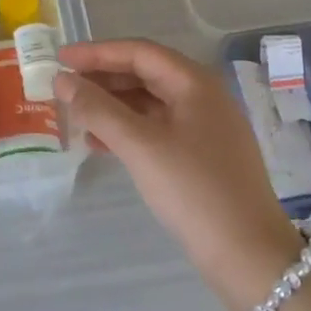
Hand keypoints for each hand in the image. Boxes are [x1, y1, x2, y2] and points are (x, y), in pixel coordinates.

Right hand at [57, 40, 302, 310]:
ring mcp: (205, 127)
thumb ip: (97, 109)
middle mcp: (203, 97)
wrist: (249, 257)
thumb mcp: (140, 146)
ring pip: (149, 103)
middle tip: (64, 86)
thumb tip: (62, 80)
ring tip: (75, 114)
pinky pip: (156, 128)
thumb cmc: (193, 190)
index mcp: (195, 83)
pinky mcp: (202, 156)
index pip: (139, 52)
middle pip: (145, 74)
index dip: (97, 52)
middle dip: (102, 78)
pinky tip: (99, 144)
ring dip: (111, 105)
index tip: (60, 58)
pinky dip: (127, 130)